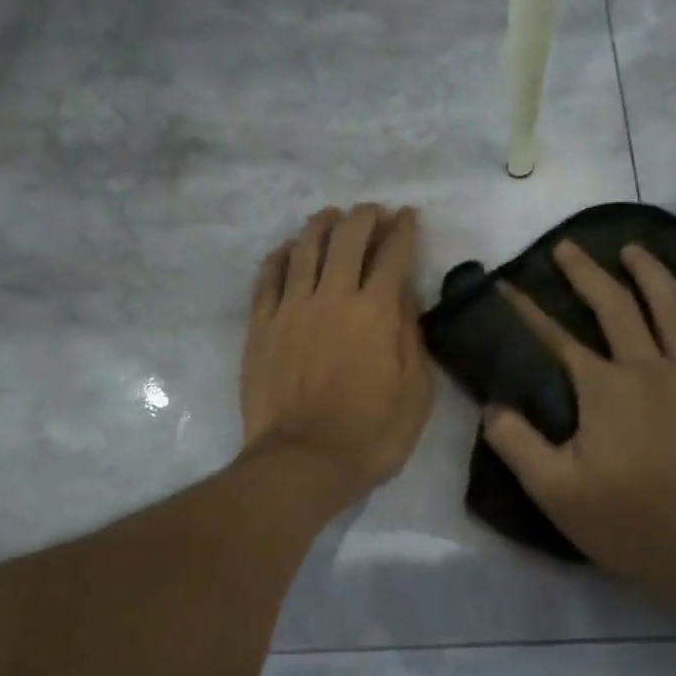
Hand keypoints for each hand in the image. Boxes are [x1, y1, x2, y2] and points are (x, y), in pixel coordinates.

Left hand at [241, 204, 433, 503]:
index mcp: (375, 312)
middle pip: (347, 239)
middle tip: (373, 212)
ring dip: (321, 225)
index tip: (407, 217)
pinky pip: (267, 278)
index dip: (403, 230)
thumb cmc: (370, 435)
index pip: (392, 255)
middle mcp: (332, 297)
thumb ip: (411, 337)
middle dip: (364, 218)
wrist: (302, 462)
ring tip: (331, 217)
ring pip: (304, 249)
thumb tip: (403, 296)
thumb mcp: (415, 393)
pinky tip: (287, 249)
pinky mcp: (261, 326)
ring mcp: (291, 309)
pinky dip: (279, 256)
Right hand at [482, 241, 675, 594]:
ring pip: (674, 308)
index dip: (526, 310)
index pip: (556, 337)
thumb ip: (516, 443)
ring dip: (651, 273)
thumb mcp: (553, 490)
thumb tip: (491, 405)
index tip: (507, 285)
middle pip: (616, 306)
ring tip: (633, 249)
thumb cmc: (626, 520)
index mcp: (603, 388)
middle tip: (567, 248)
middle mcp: (648, 367)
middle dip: (586, 273)